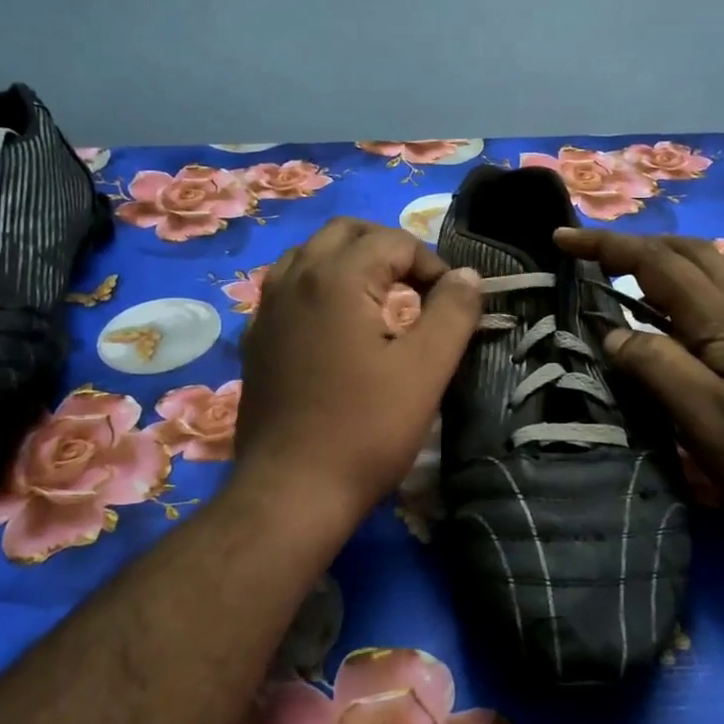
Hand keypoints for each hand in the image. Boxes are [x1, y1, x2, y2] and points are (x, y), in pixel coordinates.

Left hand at [235, 219, 481, 525]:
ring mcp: (266, 309)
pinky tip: (338, 326)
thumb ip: (453, 312)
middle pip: (345, 232)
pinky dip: (319, 287)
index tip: (451, 305)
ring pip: (310, 255)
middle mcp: (293, 279)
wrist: (291, 491)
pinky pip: (288, 289)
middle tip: (418, 286)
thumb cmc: (365, 430)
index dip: (432, 265)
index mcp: (335, 278)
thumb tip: (467, 276)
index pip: (393, 241)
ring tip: (380, 298)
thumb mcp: (426, 370)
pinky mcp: (256, 340)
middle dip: (388, 248)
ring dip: (350, 262)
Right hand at [554, 229, 723, 516]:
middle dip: (634, 243)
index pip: (654, 263)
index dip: (605, 246)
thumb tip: (611, 333)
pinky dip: (677, 290)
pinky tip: (666, 319)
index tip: (561, 238)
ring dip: (658, 261)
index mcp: (721, 319)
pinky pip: (712, 298)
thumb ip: (656, 367)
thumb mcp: (706, 416)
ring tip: (619, 277)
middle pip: (685, 252)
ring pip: (703, 271)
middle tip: (590, 254)